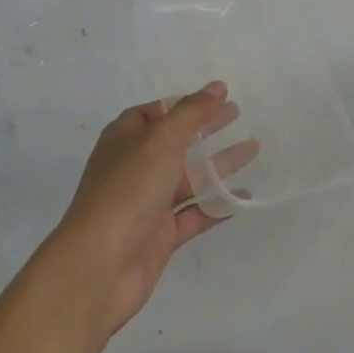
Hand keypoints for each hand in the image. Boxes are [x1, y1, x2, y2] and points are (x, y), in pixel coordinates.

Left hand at [44, 83, 256, 339]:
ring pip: (190, 178)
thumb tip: (217, 87)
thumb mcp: (161, 140)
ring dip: (220, 164)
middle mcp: (135, 167)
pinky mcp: (160, 236)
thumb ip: (192, 112)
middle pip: (176, 142)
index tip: (215, 97)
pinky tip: (244, 196)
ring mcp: (147, 203)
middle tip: (237, 114)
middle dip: (206, 128)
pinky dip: (218, 204)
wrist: (99, 266)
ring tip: (253, 149)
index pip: (156, 112)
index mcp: (126, 138)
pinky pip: (195, 213)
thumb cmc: (128, 190)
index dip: (184, 103)